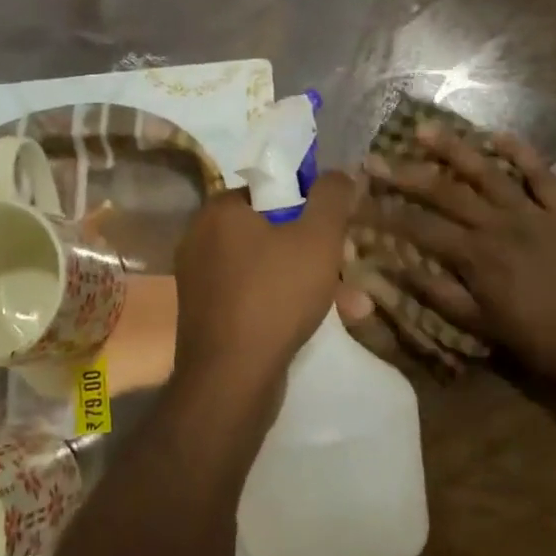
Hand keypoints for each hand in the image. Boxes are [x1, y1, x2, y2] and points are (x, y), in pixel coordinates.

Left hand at [172, 172, 354, 408]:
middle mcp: (202, 239)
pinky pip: (254, 296)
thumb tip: (339, 174)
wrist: (230, 381)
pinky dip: (286, 303)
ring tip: (354, 305)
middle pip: (272, 229)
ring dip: (311, 280)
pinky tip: (324, 323)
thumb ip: (332, 197)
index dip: (309, 204)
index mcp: (220, 211)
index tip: (335, 228)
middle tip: (348, 265)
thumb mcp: (318, 238)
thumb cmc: (275, 296)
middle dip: (317, 249)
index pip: (271, 189)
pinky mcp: (207, 316)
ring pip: (268, 267)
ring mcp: (201, 281)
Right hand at [362, 126, 555, 385]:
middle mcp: (499, 224)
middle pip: (445, 192)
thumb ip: (439, 294)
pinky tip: (499, 135)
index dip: (385, 213)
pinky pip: (541, 175)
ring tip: (424, 129)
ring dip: (454, 149)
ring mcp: (533, 212)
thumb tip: (395, 269)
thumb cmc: (541, 341)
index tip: (357, 200)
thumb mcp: (483, 327)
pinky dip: (522, 153)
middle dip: (405, 174)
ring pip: (487, 172)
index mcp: (476, 256)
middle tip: (375, 158)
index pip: (419, 228)